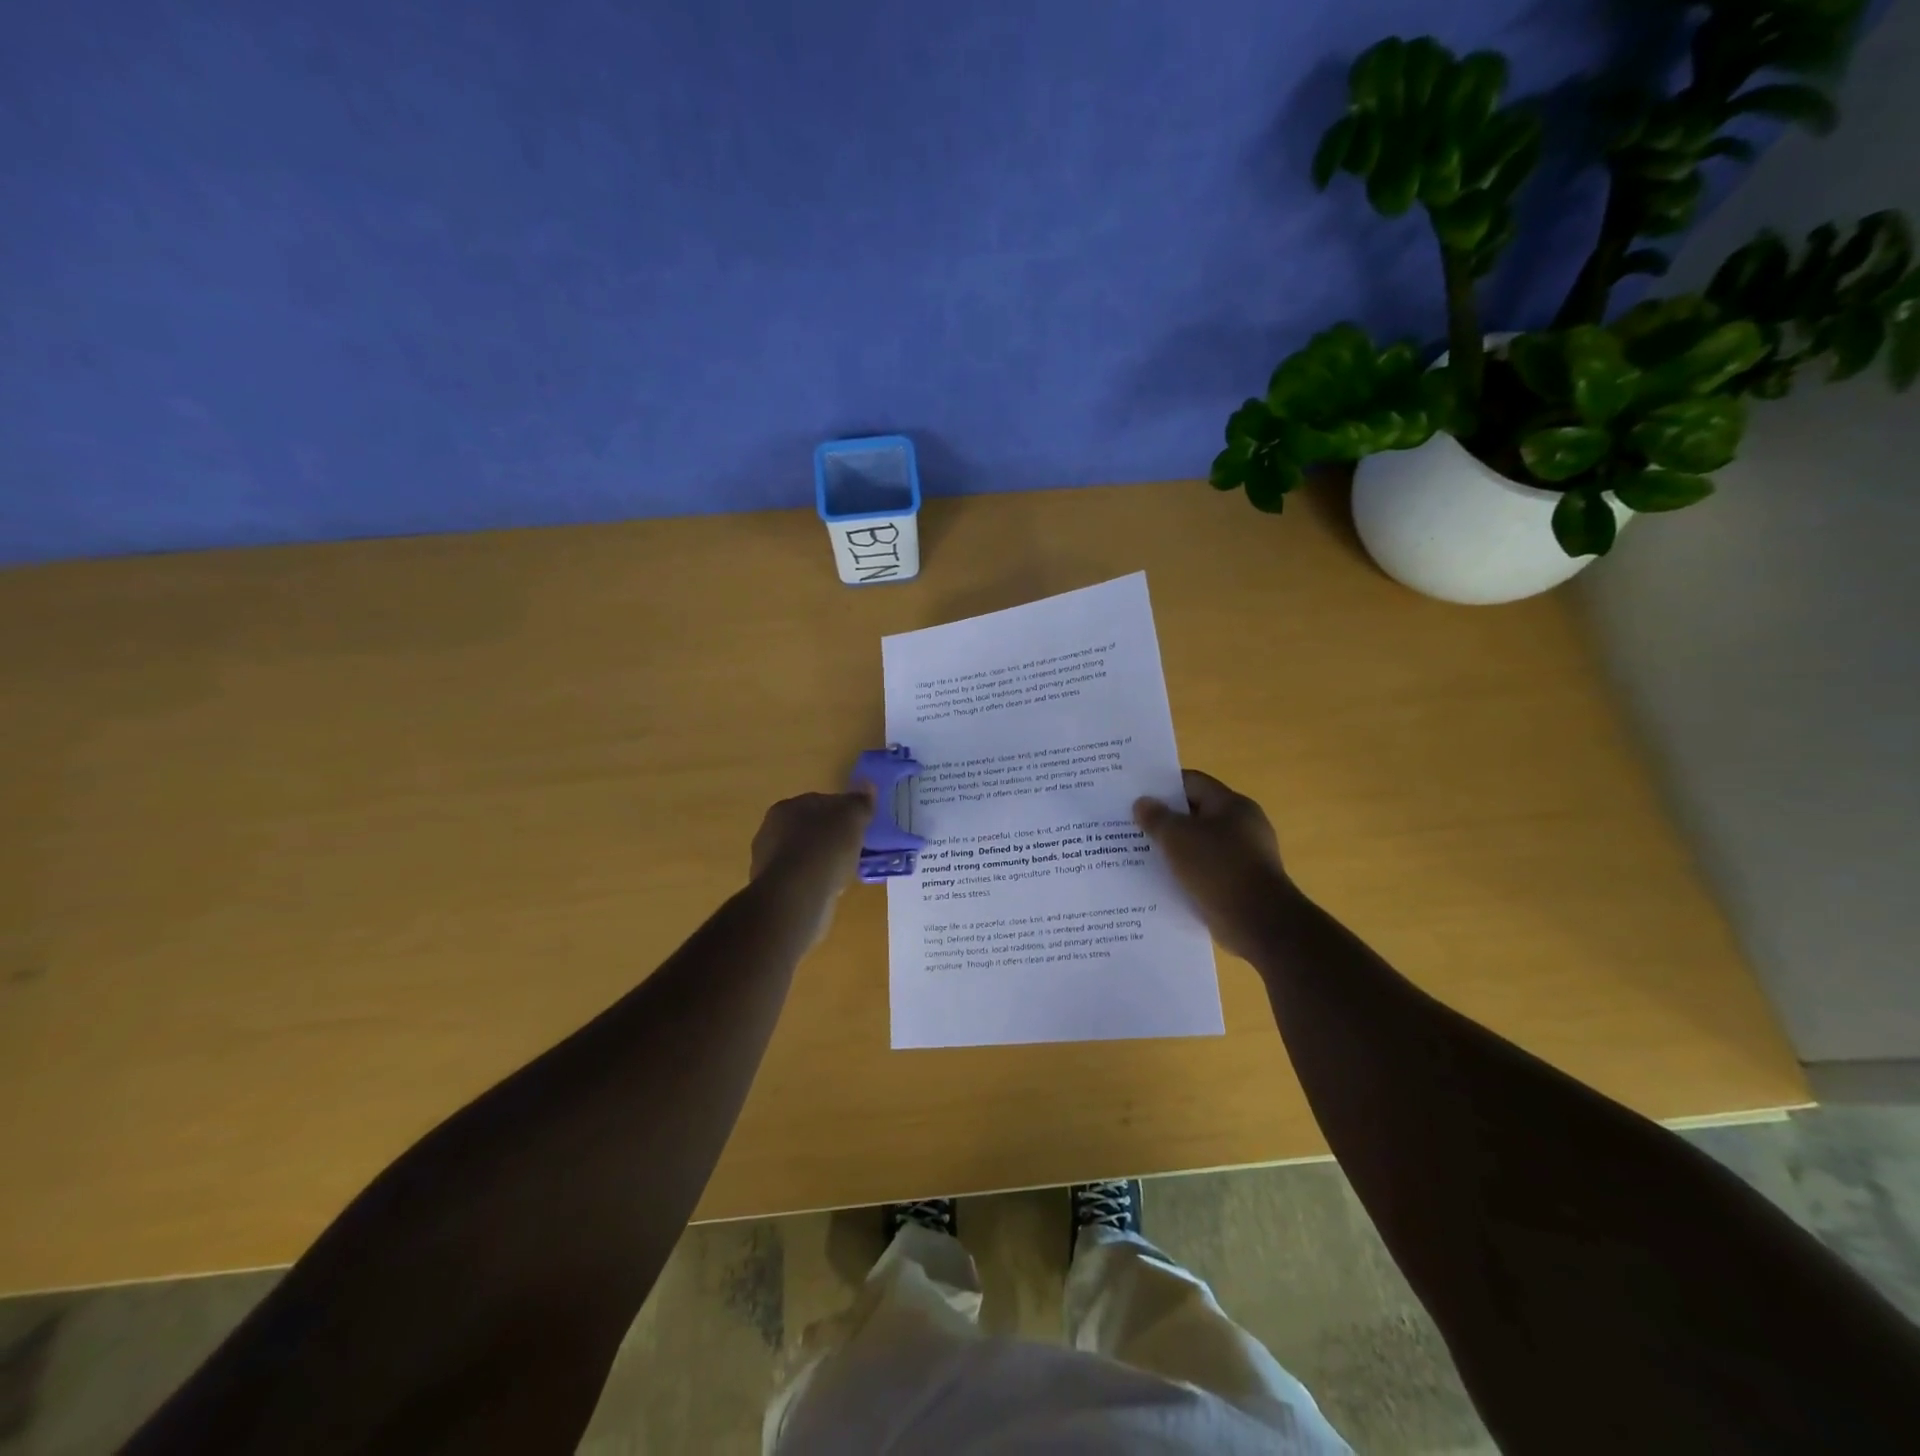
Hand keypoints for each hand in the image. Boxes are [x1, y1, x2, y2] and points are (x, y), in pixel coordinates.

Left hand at [749, 785, 875, 946]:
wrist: (796, 896)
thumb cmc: (824, 849)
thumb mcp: (852, 818)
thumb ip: (860, 802)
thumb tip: (867, 785)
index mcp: (786, 807)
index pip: (819, 802)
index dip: (841, 812)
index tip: (858, 825)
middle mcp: (770, 830)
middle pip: (809, 828)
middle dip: (830, 837)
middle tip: (853, 848)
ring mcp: (767, 862)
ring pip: (804, 855)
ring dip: (821, 860)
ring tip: (843, 872)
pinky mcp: (772, 889)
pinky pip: (800, 878)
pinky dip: (814, 881)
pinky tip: (828, 889)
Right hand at [1134, 770, 1296, 961]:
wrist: (1259, 922)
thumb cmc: (1218, 868)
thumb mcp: (1177, 837)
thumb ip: (1156, 817)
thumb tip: (1142, 803)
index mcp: (1232, 805)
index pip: (1192, 783)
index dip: (1163, 786)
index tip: (1136, 795)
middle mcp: (1242, 826)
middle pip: (1196, 814)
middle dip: (1165, 820)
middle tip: (1132, 826)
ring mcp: (1244, 857)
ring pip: (1200, 845)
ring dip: (1174, 850)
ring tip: (1141, 855)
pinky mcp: (1241, 884)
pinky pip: (1207, 871)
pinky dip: (1187, 873)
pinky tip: (1163, 881)